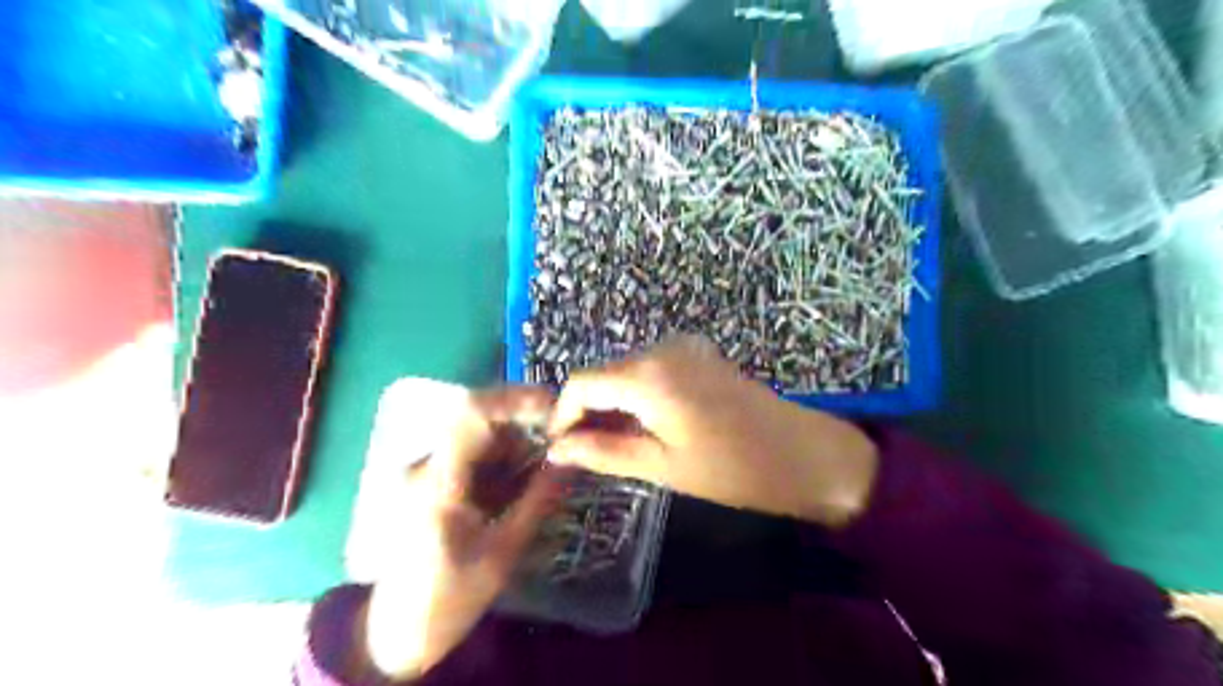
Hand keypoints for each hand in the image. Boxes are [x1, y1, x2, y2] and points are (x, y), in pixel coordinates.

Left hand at [360, 386, 558, 680]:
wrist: (397, 631)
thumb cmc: (450, 596)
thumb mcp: (503, 551)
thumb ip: (539, 498)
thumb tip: (572, 457)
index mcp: (437, 482)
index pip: (472, 414)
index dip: (516, 400)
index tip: (555, 408)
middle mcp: (425, 464)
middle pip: (480, 420)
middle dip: (524, 429)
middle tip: (558, 449)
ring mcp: (425, 470)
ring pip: (480, 435)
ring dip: (515, 448)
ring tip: (539, 479)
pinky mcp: (430, 478)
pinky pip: (473, 453)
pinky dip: (501, 462)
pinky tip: (514, 491)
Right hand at [546, 337, 878, 524]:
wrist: (802, 453)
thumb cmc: (732, 468)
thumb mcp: (661, 466)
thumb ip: (603, 452)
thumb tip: (557, 449)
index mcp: (647, 376)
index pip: (581, 382)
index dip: (562, 413)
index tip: (559, 446)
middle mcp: (661, 348)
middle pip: (603, 373)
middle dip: (589, 409)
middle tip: (586, 452)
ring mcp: (683, 346)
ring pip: (626, 371)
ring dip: (614, 403)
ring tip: (616, 443)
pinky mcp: (699, 353)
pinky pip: (652, 369)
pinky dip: (639, 394)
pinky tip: (647, 424)